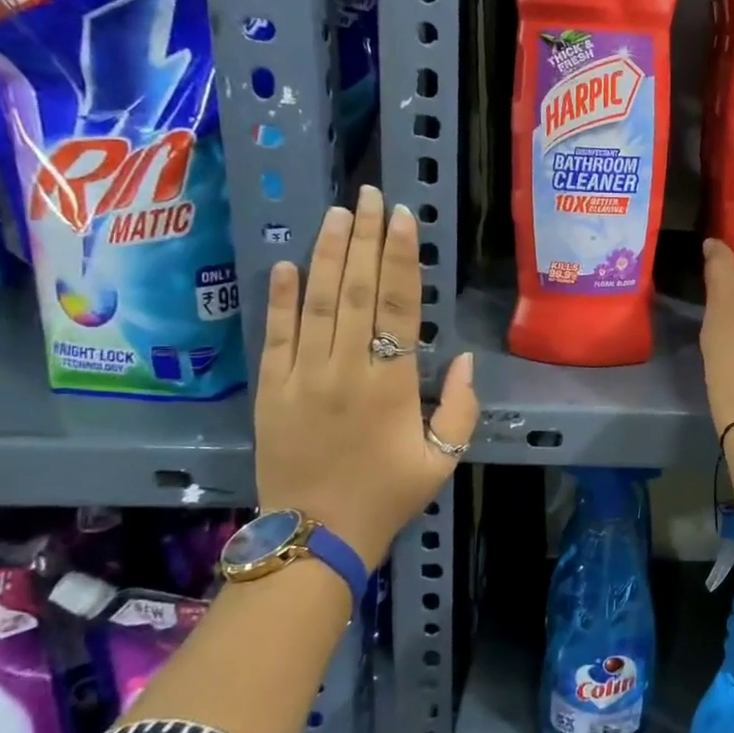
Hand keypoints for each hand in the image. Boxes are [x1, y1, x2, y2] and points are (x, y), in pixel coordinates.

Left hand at [254, 186, 478, 568]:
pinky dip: (280, 298)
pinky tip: (287, 264)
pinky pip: (275, 336)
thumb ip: (460, 408)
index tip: (401, 218)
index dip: (400, 257)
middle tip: (369, 195)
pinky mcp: (270, 391)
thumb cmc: (387, 497)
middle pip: (355, 290)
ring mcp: (301, 377)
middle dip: (363, 238)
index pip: (397, 305)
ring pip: (315, 302)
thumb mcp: (442, 460)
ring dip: (326, 254)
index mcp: (390, 384)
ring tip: (336, 214)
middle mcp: (345, 368)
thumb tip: (462, 359)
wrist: (315, 537)